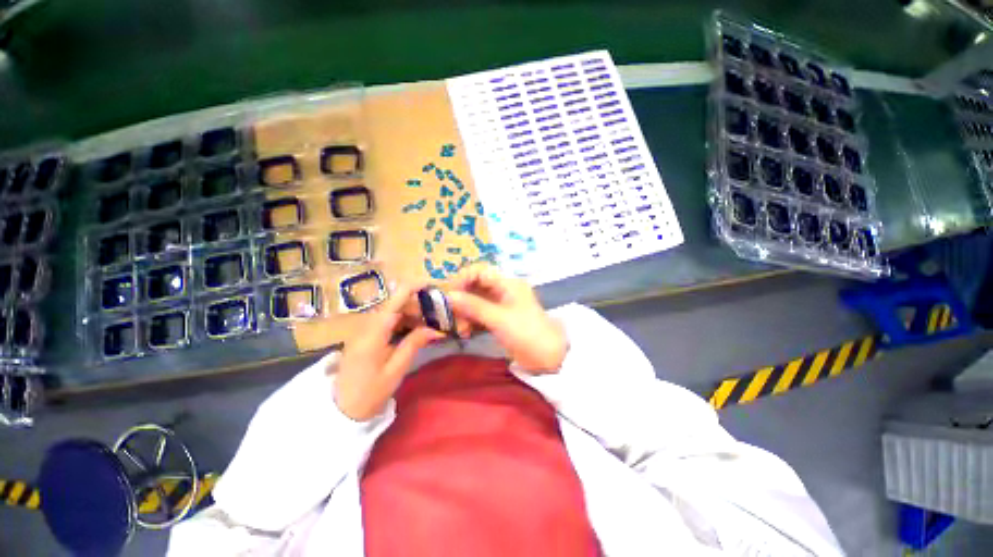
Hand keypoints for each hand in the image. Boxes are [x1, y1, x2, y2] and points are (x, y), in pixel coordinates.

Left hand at [334, 284, 443, 420]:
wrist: (340, 410)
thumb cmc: (369, 393)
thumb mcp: (396, 370)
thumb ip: (414, 344)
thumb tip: (436, 328)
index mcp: (373, 333)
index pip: (394, 301)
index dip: (412, 288)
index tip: (431, 285)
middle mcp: (367, 325)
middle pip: (396, 305)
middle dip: (418, 306)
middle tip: (438, 314)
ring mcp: (364, 330)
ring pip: (393, 312)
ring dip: (412, 314)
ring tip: (431, 323)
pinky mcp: (366, 336)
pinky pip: (388, 322)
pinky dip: (403, 322)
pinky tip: (416, 330)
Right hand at [447, 264, 566, 373]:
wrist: (547, 357)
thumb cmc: (526, 332)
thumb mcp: (499, 318)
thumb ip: (474, 306)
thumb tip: (449, 295)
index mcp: (507, 283)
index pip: (479, 271)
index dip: (463, 279)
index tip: (450, 295)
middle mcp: (502, 290)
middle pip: (474, 287)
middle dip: (462, 300)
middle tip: (453, 316)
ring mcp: (499, 305)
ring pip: (474, 301)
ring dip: (465, 313)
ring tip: (462, 330)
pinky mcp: (497, 318)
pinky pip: (479, 314)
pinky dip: (471, 321)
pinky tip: (466, 333)